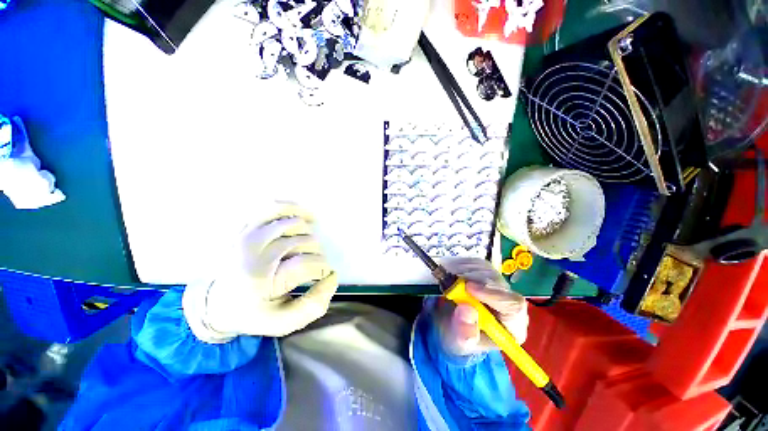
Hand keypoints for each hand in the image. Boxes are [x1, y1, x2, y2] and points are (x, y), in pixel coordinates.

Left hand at [183, 203, 337, 341]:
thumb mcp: (283, 322)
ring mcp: (248, 235)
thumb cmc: (253, 313)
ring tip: (307, 245)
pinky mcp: (246, 226)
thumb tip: (333, 277)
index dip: (323, 268)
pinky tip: (304, 216)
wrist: (216, 302)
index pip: (308, 264)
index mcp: (261, 280)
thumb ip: (314, 305)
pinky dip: (292, 207)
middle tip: (312, 263)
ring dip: (308, 235)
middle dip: (316, 253)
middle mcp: (253, 253)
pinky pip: (272, 207)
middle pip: (303, 241)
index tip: (324, 275)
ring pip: (293, 223)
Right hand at [435, 258, 528, 356]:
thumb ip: (464, 332)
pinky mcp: (486, 274)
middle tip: (450, 281)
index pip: (513, 306)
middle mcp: (508, 304)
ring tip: (447, 279)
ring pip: (487, 271)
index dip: (492, 294)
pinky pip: (477, 264)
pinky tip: (450, 272)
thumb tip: (467, 310)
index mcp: (511, 327)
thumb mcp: (458, 342)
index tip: (468, 287)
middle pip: (499, 284)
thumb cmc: (457, 337)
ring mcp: (497, 286)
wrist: (449, 325)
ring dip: (464, 271)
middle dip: (473, 280)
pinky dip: (461, 265)